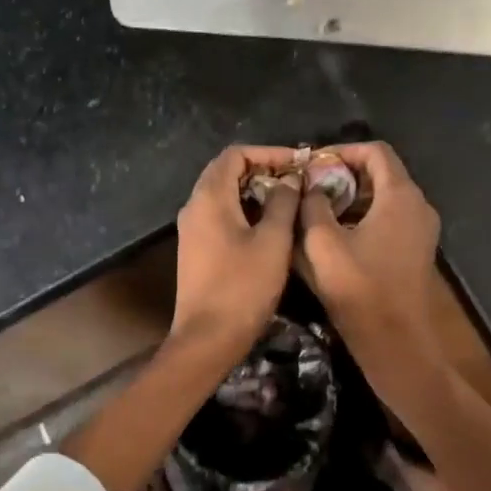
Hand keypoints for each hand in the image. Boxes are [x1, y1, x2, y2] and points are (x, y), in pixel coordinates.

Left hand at [170, 145, 304, 363]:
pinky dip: (244, 212)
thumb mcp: (273, 241)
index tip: (298, 164)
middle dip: (262, 171)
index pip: (235, 154)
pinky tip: (269, 228)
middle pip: (226, 172)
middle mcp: (194, 207)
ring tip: (288, 202)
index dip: (268, 153)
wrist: (207, 338)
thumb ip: (283, 203)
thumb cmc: (243, 287)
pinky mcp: (196, 250)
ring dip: (254, 193)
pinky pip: (219, 217)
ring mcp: (191, 230)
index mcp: (209, 198)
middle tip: (296, 182)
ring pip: (223, 196)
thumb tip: (289, 180)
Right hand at [295, 141, 443, 376]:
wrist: (395, 340)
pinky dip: (364, 218)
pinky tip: (337, 237)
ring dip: (352, 198)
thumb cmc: (358, 287)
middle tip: (311, 188)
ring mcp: (422, 230)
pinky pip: (390, 220)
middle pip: (382, 174)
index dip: (342, 151)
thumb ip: (313, 206)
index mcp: (400, 196)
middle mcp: (418, 206)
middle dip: (344, 175)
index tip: (313, 165)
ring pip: (385, 199)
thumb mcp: (322, 243)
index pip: (375, 151)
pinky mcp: (416, 251)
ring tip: (318, 212)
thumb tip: (310, 186)